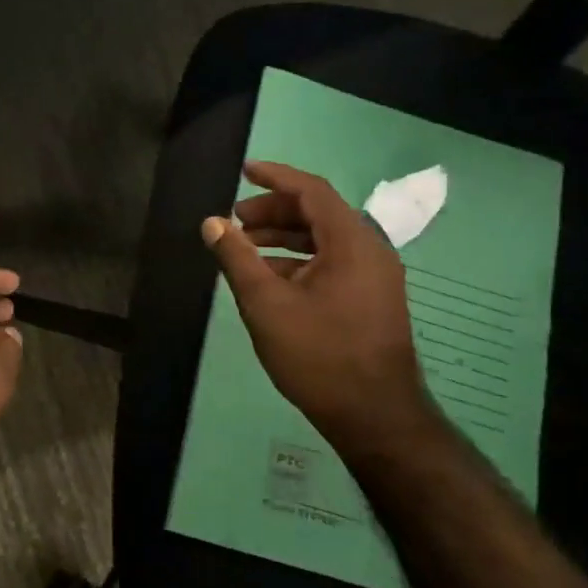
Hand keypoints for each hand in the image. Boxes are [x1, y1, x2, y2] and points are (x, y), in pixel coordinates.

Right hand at [202, 161, 434, 454]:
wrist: (375, 416)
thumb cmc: (318, 354)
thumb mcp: (266, 303)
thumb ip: (237, 257)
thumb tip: (212, 222)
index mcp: (352, 242)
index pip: (312, 191)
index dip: (275, 177)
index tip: (244, 171)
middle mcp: (370, 251)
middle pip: (319, 213)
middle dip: (274, 211)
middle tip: (235, 219)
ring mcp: (375, 277)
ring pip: (325, 240)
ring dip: (284, 236)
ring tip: (245, 246)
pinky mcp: (372, 299)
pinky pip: (333, 262)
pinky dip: (299, 260)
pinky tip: (270, 278)